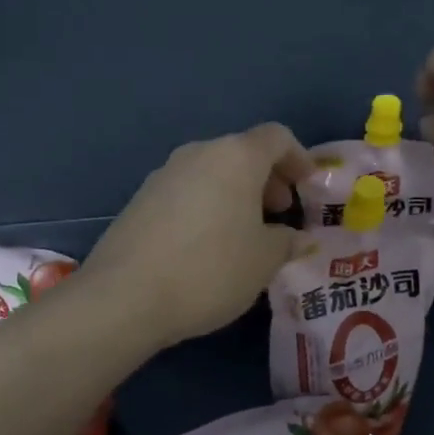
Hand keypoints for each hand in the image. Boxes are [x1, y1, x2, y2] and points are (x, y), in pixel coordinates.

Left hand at [83, 124, 311, 348]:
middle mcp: (198, 154)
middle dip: (267, 179)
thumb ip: (286, 242)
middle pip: (242, 152)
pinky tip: (207, 246)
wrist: (125, 296)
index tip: (308, 186)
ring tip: (245, 234)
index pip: (276, 137)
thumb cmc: (210, 270)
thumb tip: (293, 237)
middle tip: (279, 213)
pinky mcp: (140, 199)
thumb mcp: (264, 261)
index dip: (299, 157)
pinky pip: (187, 192)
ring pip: (212, 172)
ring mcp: (164, 174)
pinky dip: (207, 206)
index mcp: (235, 157)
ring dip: (236, 194)